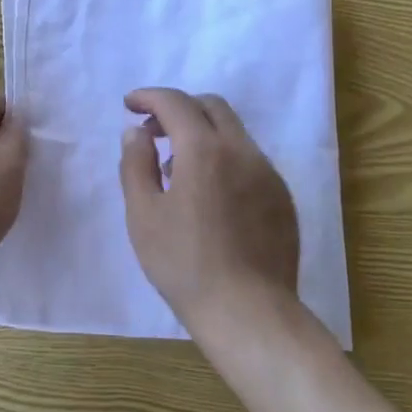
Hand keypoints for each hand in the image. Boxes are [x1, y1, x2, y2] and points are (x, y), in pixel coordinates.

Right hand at [119, 87, 298, 333]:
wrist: (249, 313)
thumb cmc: (185, 265)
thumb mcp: (143, 215)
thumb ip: (136, 164)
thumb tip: (136, 132)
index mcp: (204, 149)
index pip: (175, 102)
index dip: (149, 97)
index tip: (130, 104)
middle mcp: (241, 150)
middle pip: (211, 106)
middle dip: (178, 108)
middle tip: (153, 131)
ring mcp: (267, 173)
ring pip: (233, 132)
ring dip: (202, 133)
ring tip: (177, 168)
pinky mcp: (282, 197)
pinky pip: (248, 160)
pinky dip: (223, 158)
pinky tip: (209, 195)